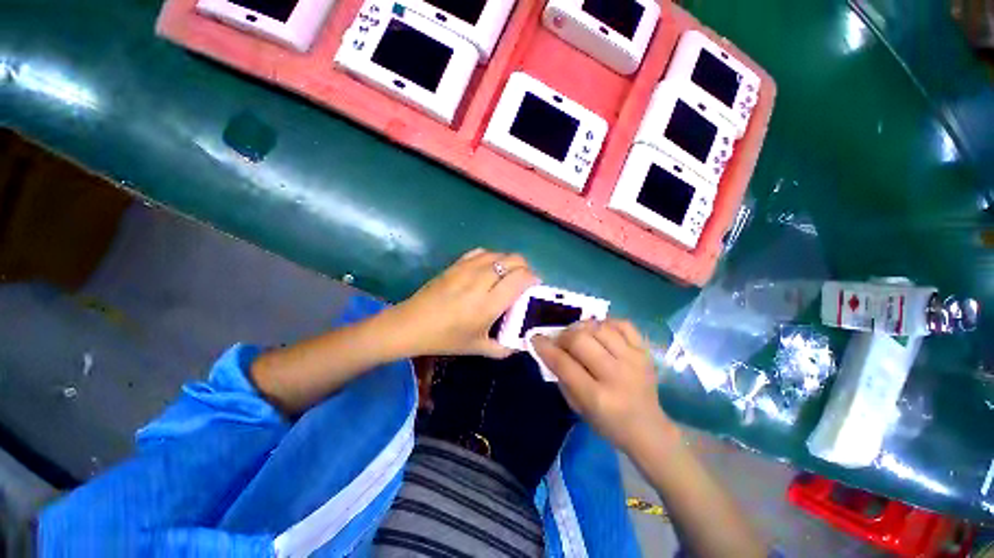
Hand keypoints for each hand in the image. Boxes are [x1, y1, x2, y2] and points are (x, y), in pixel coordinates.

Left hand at [392, 248, 537, 357]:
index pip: (521, 278)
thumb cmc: (445, 338)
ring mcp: (468, 269)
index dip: (533, 278)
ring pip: (499, 253)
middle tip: (522, 282)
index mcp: (490, 303)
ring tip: (505, 275)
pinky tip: (488, 269)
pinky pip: (481, 252)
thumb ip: (504, 348)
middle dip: (524, 268)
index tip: (533, 287)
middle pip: (514, 260)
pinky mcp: (456, 264)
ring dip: (508, 262)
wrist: (411, 324)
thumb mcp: (477, 348)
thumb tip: (521, 344)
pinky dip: (491, 257)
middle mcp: (482, 281)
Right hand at [533, 320, 675, 452]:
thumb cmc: (608, 423)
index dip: (545, 347)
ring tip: (578, 335)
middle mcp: (616, 375)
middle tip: (560, 341)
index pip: (564, 363)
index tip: (536, 338)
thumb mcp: (578, 408)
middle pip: (580, 340)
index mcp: (597, 397)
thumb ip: (562, 377)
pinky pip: (623, 324)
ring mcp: (634, 360)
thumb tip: (549, 349)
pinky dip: (606, 323)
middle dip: (563, 336)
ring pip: (599, 328)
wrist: (649, 429)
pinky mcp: (645, 352)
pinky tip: (599, 331)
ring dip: (582, 327)